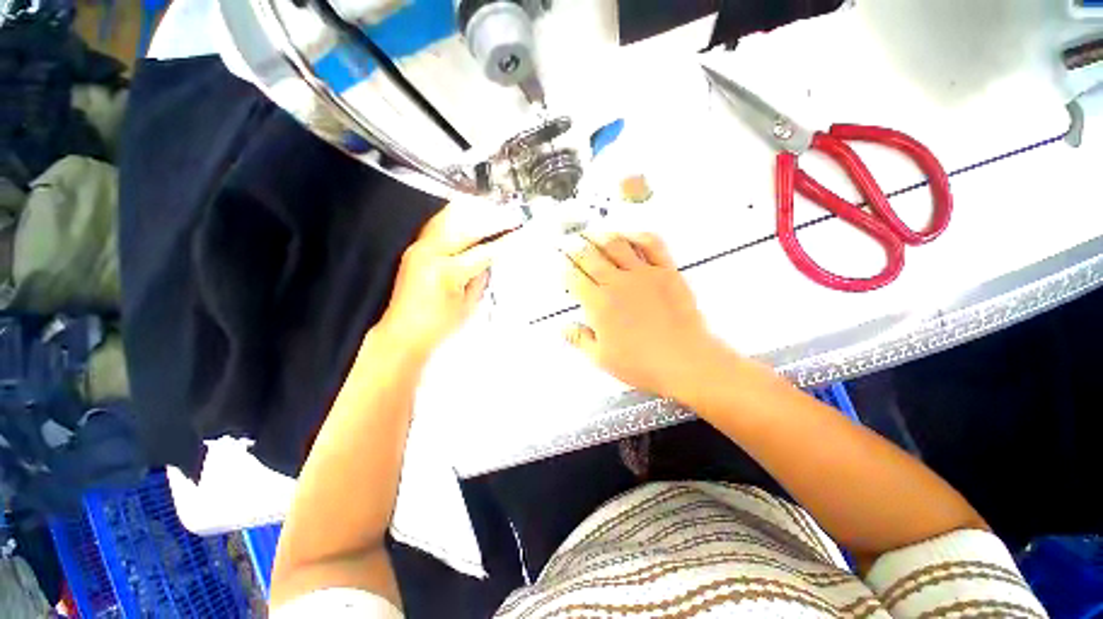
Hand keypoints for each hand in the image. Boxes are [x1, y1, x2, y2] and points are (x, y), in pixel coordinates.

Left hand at [376, 202, 513, 358]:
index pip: (484, 251)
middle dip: (492, 219)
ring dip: (474, 212)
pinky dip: (455, 217)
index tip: (517, 234)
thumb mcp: (468, 306)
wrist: (403, 334)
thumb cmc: (434, 327)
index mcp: (447, 272)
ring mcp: (419, 249)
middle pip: (466, 226)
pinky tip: (467, 214)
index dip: (504, 242)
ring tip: (492, 209)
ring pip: (449, 218)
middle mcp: (430, 254)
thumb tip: (490, 260)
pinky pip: (437, 225)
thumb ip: (481, 278)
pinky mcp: (415, 249)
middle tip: (510, 216)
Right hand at [563, 231, 728, 398]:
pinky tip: (630, 234)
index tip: (561, 265)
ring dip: (601, 236)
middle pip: (590, 257)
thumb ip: (580, 339)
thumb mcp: (602, 358)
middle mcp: (617, 283)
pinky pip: (652, 245)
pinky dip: (639, 235)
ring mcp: (643, 274)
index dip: (565, 270)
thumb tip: (564, 328)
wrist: (684, 360)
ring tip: (591, 233)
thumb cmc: (642, 363)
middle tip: (569, 242)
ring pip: (616, 245)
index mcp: (599, 304)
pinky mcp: (666, 271)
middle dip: (576, 248)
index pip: (575, 278)